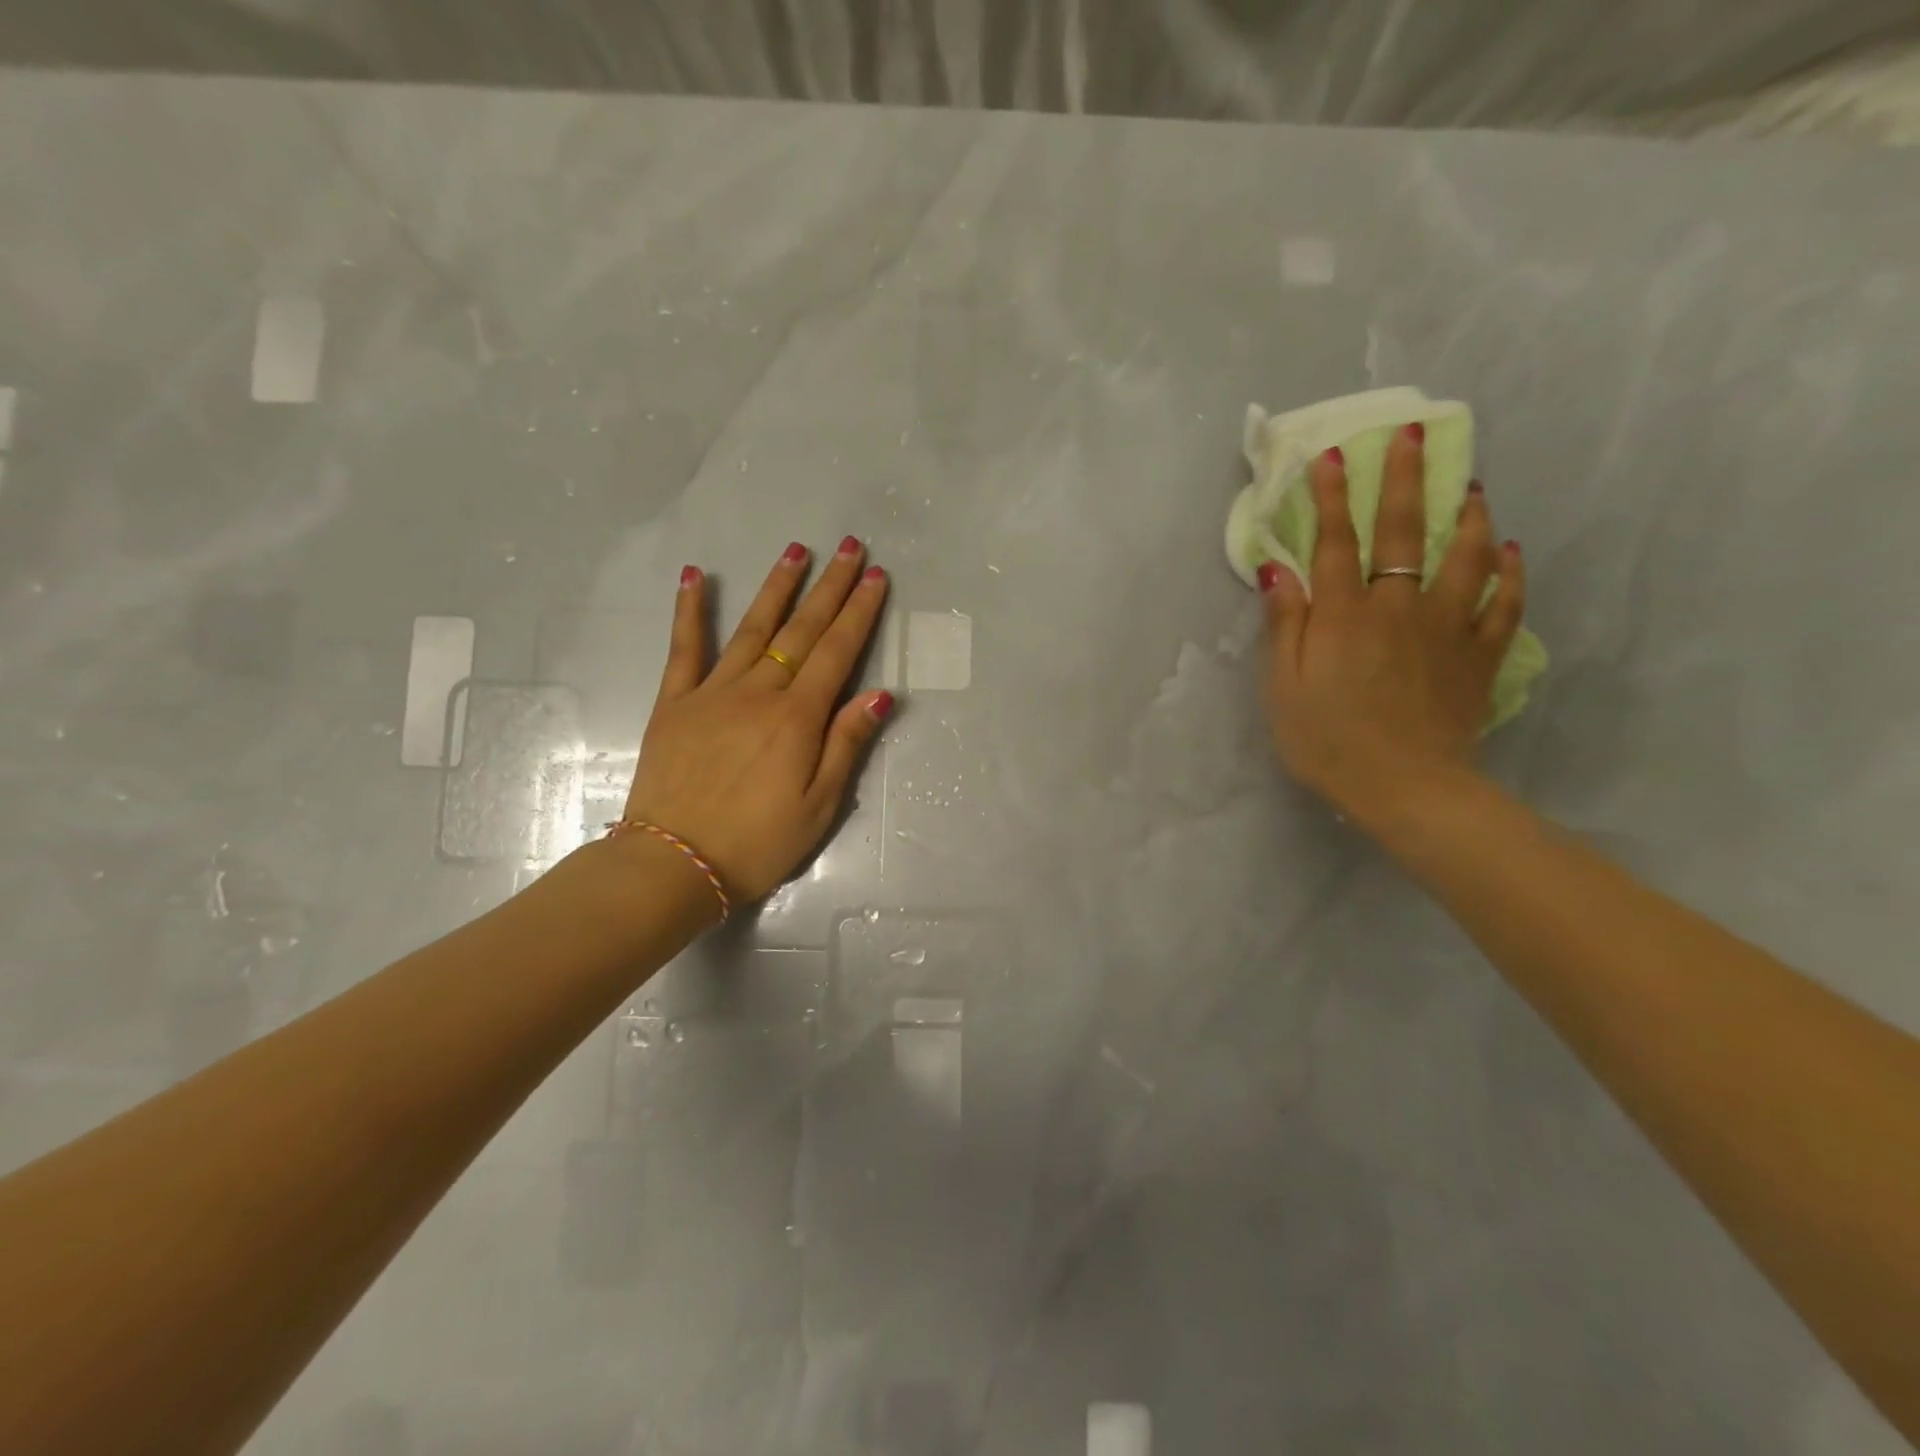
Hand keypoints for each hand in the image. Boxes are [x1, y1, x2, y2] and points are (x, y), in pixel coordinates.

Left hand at [621, 537, 893, 907]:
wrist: (674, 864)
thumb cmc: (757, 843)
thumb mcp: (819, 805)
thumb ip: (847, 744)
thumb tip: (881, 694)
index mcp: (798, 718)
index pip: (837, 652)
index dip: (860, 612)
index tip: (876, 576)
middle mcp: (759, 692)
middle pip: (802, 630)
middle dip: (830, 587)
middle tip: (851, 547)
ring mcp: (713, 692)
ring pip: (753, 629)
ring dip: (777, 587)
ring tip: (797, 551)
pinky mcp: (675, 703)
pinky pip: (685, 649)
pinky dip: (691, 611)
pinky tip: (697, 577)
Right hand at [1261, 424, 1526, 819]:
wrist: (1404, 787)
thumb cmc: (1327, 741)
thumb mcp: (1283, 687)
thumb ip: (1284, 624)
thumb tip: (1277, 568)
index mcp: (1343, 615)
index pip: (1336, 542)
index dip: (1333, 497)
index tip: (1334, 456)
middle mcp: (1398, 607)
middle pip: (1403, 533)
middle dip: (1403, 480)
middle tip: (1410, 436)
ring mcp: (1447, 629)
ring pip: (1465, 558)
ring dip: (1468, 516)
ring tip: (1471, 487)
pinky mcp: (1478, 657)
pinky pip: (1502, 606)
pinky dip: (1509, 576)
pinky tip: (1510, 553)